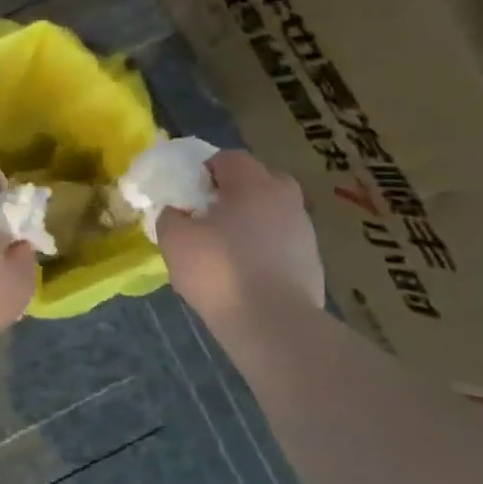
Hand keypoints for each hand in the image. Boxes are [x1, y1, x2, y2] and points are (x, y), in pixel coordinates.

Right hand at [159, 150, 324, 319]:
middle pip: (257, 182)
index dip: (204, 171)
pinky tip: (245, 275)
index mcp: (254, 184)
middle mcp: (286, 198)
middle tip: (208, 218)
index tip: (188, 196)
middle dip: (233, 194)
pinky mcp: (312, 262)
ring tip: (225, 251)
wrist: (273, 325)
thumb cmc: (219, 271)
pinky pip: (281, 243)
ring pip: (271, 213)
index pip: (228, 158)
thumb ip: (170, 217)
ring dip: (250, 223)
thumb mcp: (175, 240)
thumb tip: (177, 212)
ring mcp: (305, 231)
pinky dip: (264, 250)